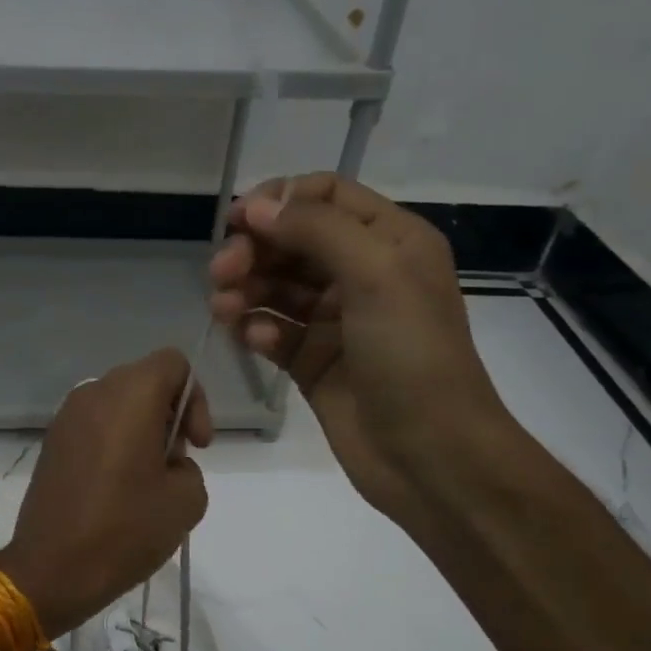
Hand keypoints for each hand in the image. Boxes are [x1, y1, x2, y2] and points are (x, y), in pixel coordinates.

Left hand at [0, 348, 212, 635]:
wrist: (51, 568)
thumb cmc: (124, 530)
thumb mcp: (187, 500)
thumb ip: (189, 466)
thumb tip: (166, 462)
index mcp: (130, 395)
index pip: (174, 363)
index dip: (195, 398)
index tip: (195, 444)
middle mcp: (94, 393)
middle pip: (144, 381)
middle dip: (169, 414)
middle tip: (174, 463)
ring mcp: (66, 417)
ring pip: (118, 404)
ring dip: (140, 429)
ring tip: (146, 479)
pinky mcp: (51, 442)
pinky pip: (94, 425)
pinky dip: (113, 441)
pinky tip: (116, 486)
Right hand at [209, 173, 515, 517]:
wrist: (429, 454)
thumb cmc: (412, 356)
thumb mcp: (376, 275)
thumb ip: (316, 230)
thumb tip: (258, 207)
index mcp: (390, 241)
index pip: (326, 196)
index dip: (279, 200)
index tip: (237, 222)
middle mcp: (363, 274)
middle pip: (293, 242)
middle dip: (254, 251)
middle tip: (221, 273)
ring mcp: (336, 321)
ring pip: (277, 289)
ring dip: (246, 291)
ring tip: (224, 310)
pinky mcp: (313, 363)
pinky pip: (274, 333)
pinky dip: (258, 331)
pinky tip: (252, 342)